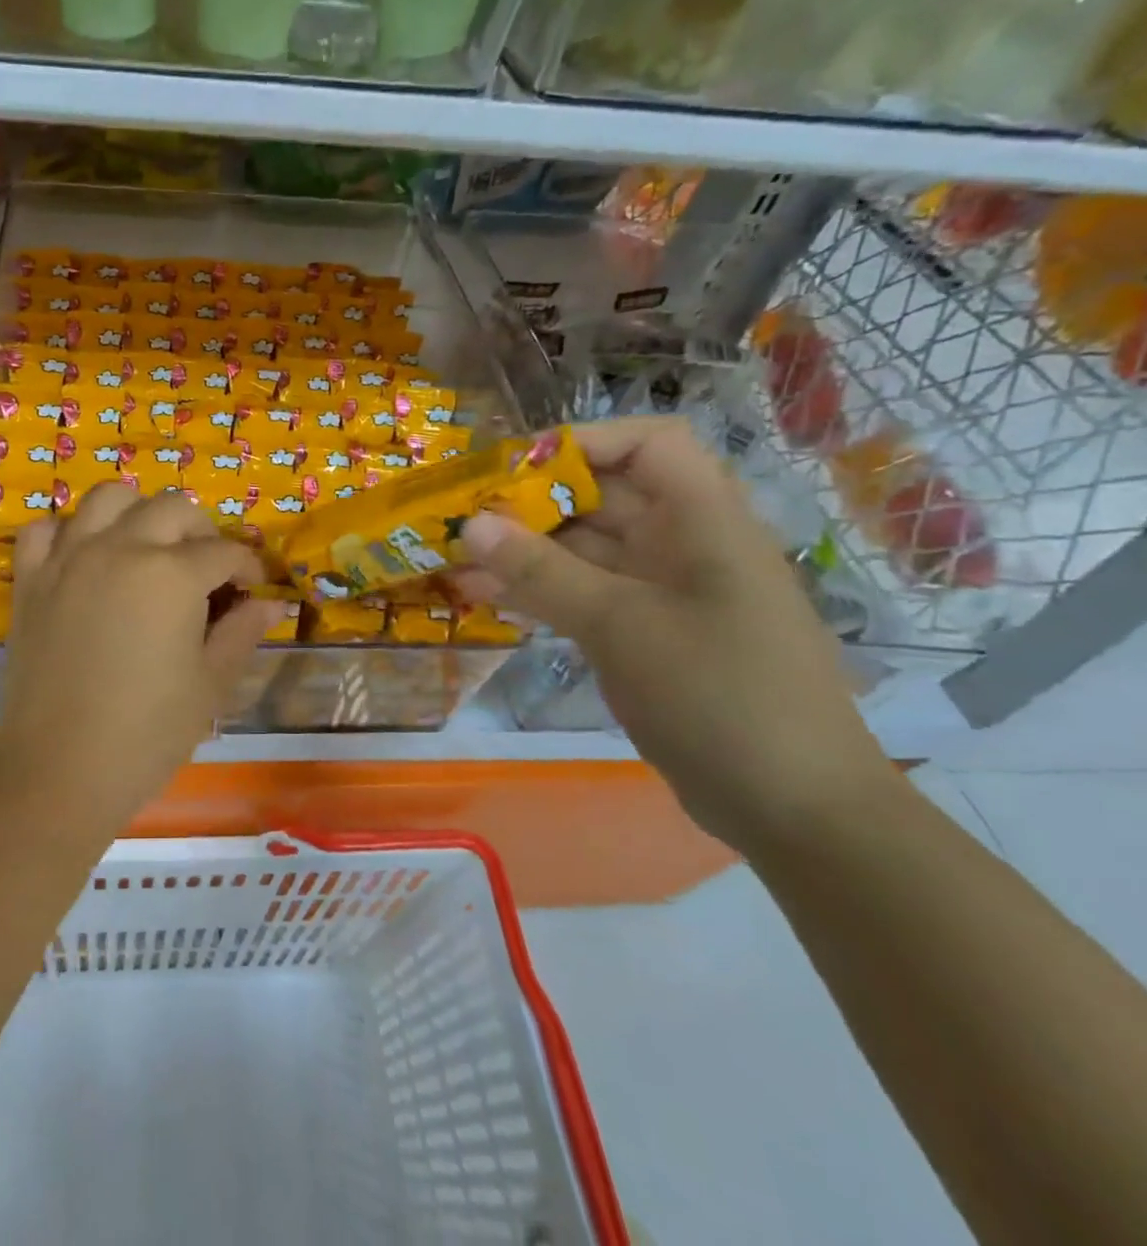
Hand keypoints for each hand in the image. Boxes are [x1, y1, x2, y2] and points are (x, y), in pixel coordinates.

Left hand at [0, 485, 278, 824]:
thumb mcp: (210, 685)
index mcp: (172, 573)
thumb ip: (242, 633)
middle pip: (172, 508)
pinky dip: (68, 531)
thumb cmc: (146, 734)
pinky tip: (84, 556)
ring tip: (149, 547)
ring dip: (138, 512)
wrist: (57, 771)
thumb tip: (271, 605)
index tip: (254, 590)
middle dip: (202, 532)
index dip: (248, 568)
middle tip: (208, 571)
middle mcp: (119, 547)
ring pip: (107, 498)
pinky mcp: (31, 579)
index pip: (224, 551)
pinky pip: (45, 528)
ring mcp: (68, 558)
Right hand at [457, 417, 897, 850]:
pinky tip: (485, 598)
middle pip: (603, 497)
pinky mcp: (645, 634)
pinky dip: (539, 592)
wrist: (792, 808)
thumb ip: (542, 572)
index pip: (648, 446)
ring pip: (585, 552)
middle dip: (532, 503)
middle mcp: (684, 545)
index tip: (514, 469)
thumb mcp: (621, 625)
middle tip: (462, 519)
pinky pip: (584, 595)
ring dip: (524, 553)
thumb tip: (472, 524)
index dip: (583, 443)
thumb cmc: (719, 695)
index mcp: (704, 522)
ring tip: (456, 561)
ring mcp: (664, 593)